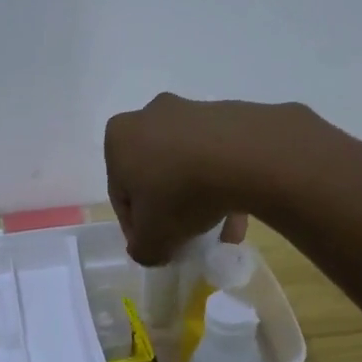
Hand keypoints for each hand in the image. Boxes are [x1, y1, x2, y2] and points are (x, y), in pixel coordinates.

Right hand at [105, 94, 285, 264]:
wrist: (243, 156)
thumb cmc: (179, 192)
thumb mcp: (152, 238)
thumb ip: (143, 249)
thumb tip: (150, 249)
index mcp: (119, 139)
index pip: (121, 193)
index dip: (137, 226)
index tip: (156, 245)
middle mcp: (150, 116)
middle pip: (155, 175)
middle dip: (170, 208)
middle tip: (186, 236)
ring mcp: (190, 111)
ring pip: (189, 166)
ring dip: (200, 199)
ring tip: (221, 232)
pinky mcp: (227, 114)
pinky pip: (218, 156)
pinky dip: (224, 182)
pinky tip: (240, 214)